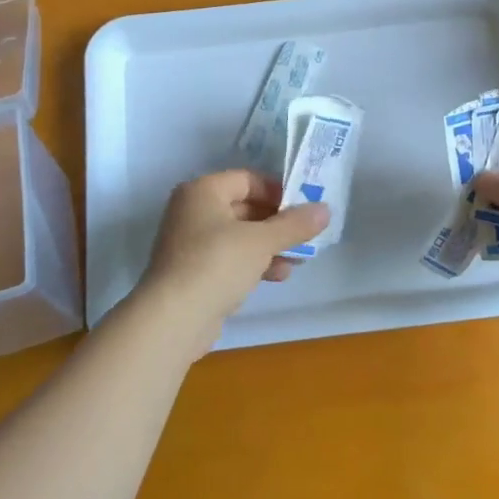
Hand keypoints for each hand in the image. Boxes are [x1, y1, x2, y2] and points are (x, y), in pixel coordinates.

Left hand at [133, 170, 329, 346]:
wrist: (172, 319)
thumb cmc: (217, 264)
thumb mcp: (262, 241)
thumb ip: (295, 224)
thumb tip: (325, 209)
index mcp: (203, 191)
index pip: (248, 179)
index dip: (278, 191)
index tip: (305, 207)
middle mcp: (193, 211)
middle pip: (245, 207)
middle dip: (278, 223)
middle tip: (307, 235)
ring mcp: (191, 243)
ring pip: (240, 236)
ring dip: (270, 246)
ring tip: (299, 259)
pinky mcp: (193, 272)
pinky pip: (230, 258)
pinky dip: (254, 263)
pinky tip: (278, 275)